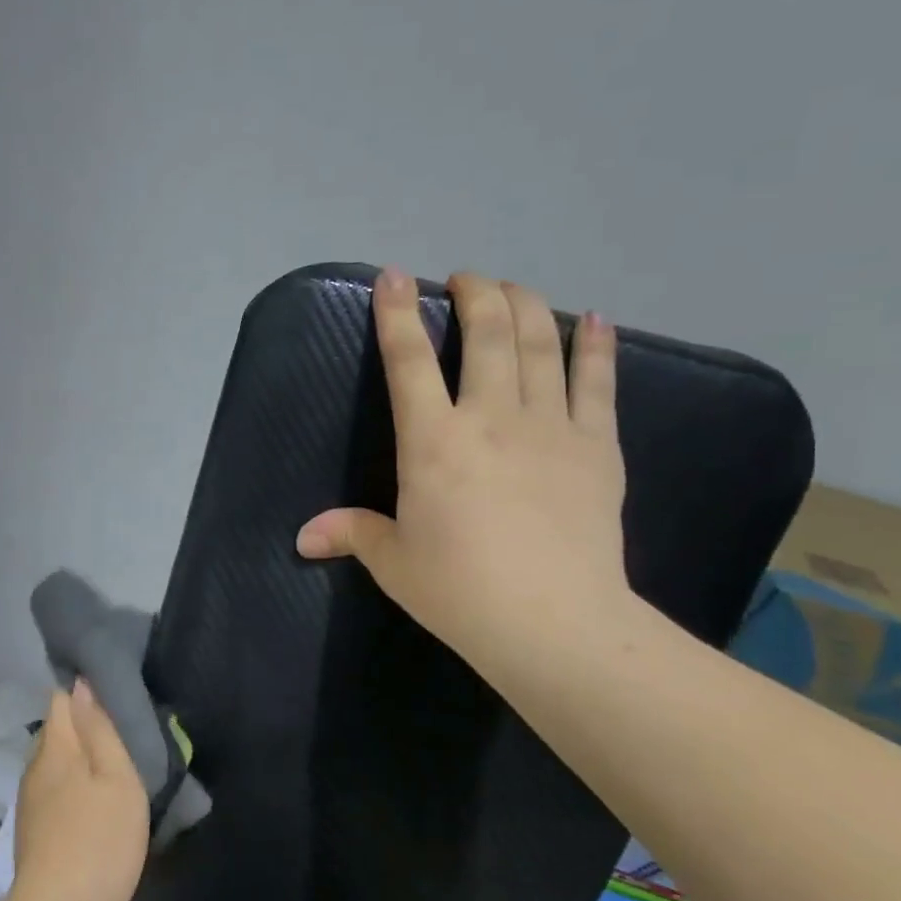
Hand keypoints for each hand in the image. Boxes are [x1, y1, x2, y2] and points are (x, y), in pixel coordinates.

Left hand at [9, 681, 149, 900]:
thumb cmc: (100, 839)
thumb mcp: (117, 777)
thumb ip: (99, 729)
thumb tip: (81, 686)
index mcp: (56, 747)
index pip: (61, 700)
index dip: (82, 692)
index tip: (110, 693)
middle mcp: (35, 767)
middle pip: (57, 731)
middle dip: (83, 726)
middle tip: (120, 733)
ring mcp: (30, 801)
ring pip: (55, 763)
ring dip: (79, 760)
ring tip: (109, 766)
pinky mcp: (33, 831)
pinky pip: (54, 790)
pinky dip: (72, 786)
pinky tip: (92, 803)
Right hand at [295, 269, 631, 674]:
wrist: (553, 623)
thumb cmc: (460, 591)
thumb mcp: (394, 562)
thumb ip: (351, 533)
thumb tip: (302, 537)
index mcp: (432, 442)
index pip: (408, 361)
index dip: (397, 314)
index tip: (395, 276)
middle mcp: (490, 417)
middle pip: (486, 333)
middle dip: (474, 293)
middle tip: (465, 280)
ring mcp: (550, 426)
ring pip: (539, 343)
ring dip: (524, 304)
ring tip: (512, 288)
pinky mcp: (597, 445)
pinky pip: (598, 381)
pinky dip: (595, 346)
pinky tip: (594, 320)